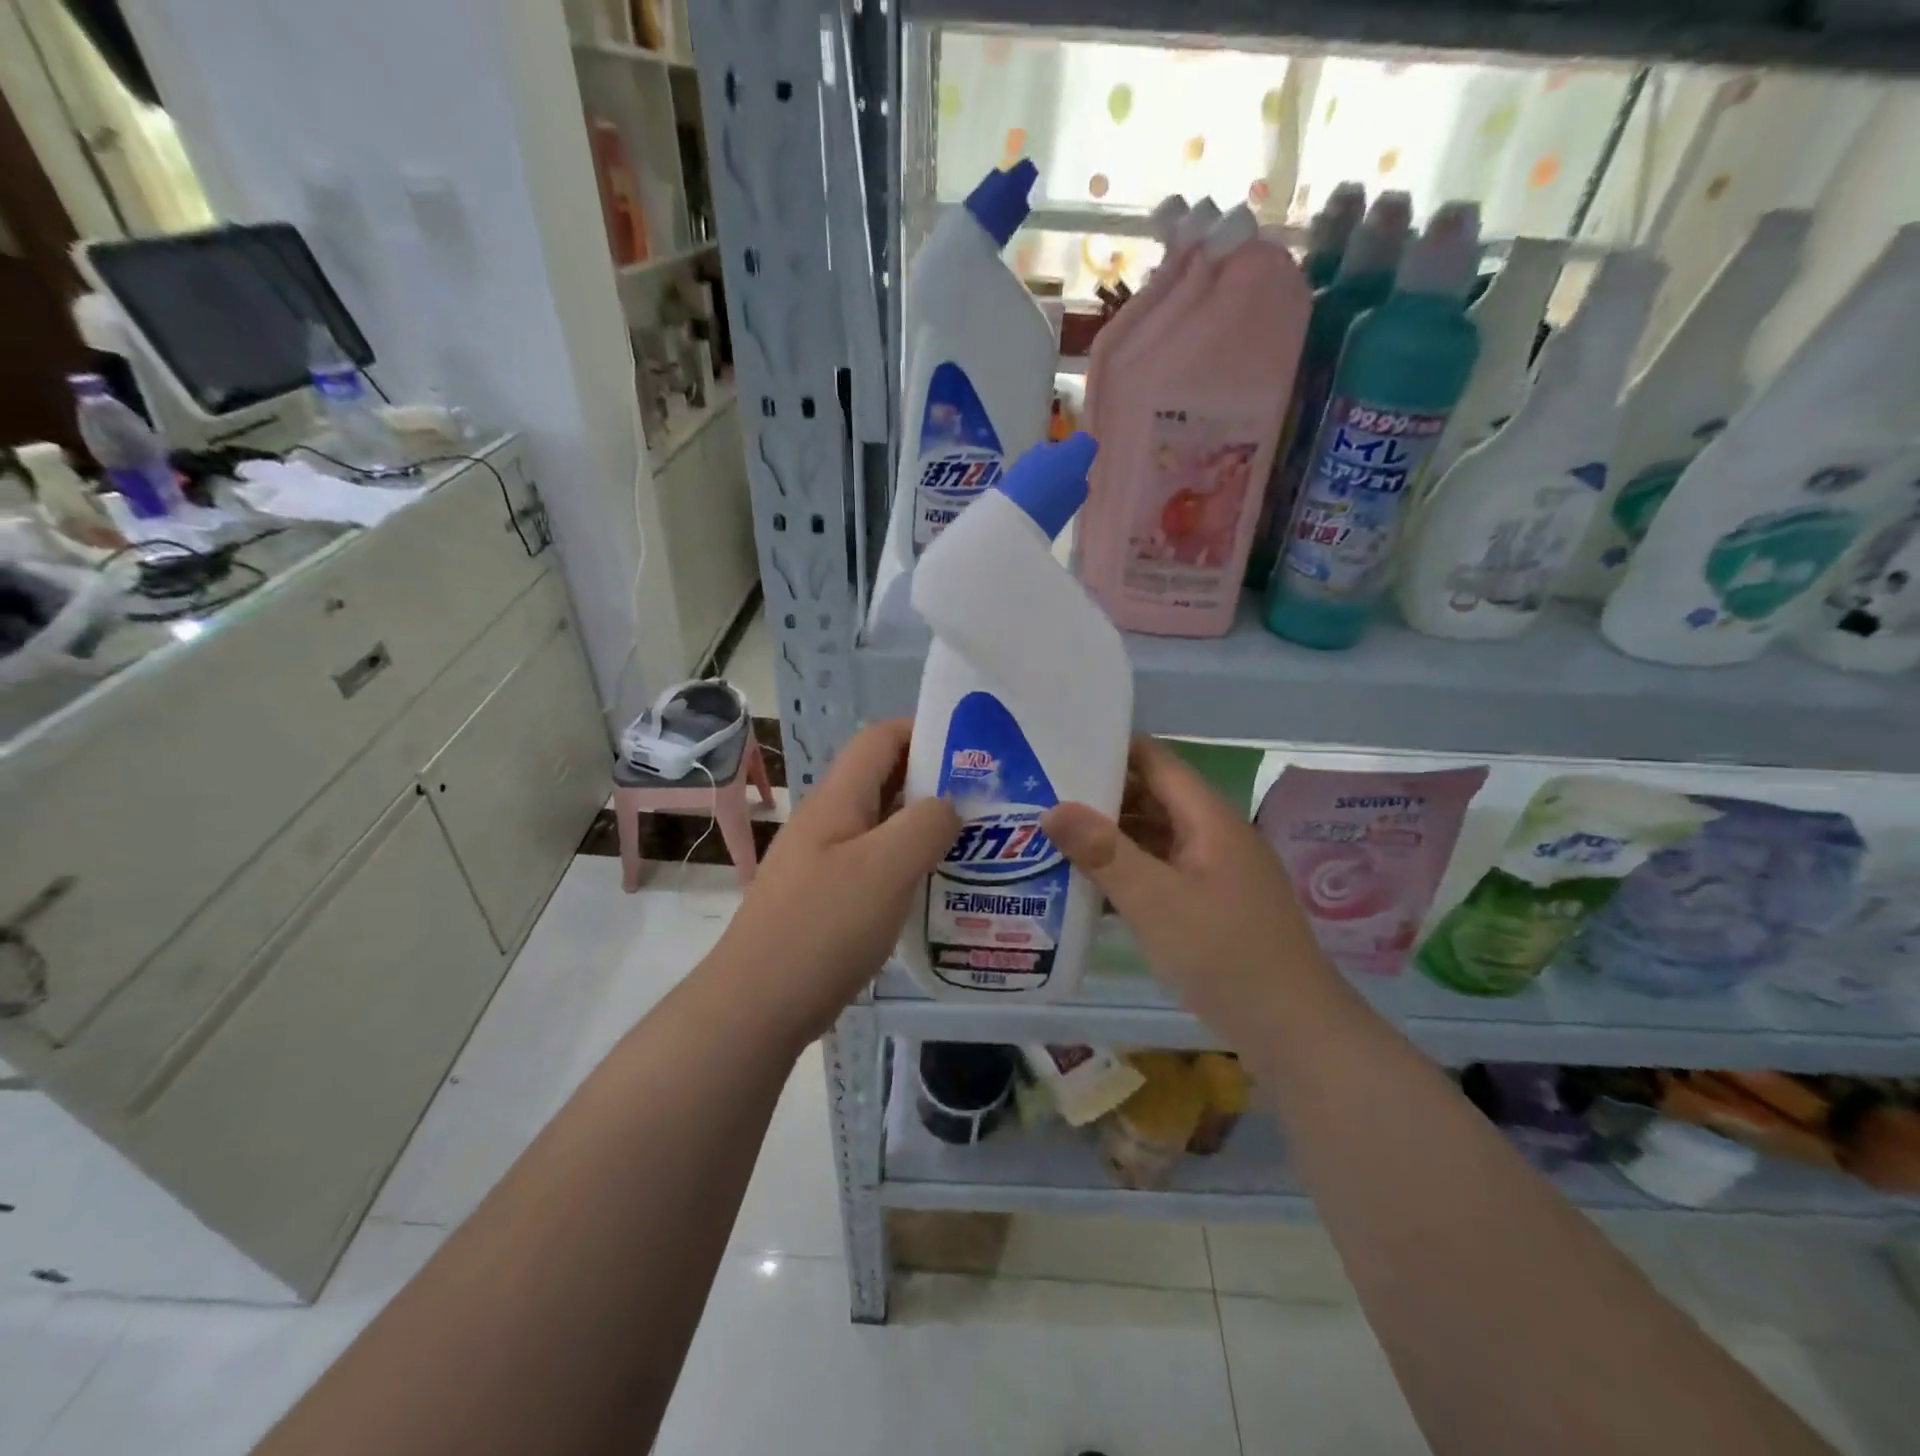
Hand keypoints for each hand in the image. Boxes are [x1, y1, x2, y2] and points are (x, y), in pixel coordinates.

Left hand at [712, 719, 959, 1039]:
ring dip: (925, 829)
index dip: (924, 731)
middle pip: (885, 781)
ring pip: (884, 828)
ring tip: (975, 846)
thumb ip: (926, 825)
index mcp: (838, 799)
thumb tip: (949, 806)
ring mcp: (825, 862)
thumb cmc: (823, 927)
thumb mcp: (886, 868)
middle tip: (987, 803)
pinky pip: (876, 867)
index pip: (881, 738)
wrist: (757, 1005)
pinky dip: (909, 867)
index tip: (974, 751)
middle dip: (935, 783)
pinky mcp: (827, 900)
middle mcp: (829, 822)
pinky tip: (938, 890)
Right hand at [1040, 738, 1332, 1033]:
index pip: (1157, 762)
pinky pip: (1163, 873)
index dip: (1112, 749)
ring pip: (1156, 839)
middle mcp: (1214, 836)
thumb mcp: (1154, 901)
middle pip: (1154, 799)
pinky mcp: (1212, 906)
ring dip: (1112, 838)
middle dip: (1102, 797)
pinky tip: (1090, 887)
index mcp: (1209, 819)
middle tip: (1044, 796)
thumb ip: (1103, 852)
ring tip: (1055, 838)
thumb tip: (1052, 808)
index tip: (1062, 749)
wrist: (1293, 1029)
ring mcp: (1216, 872)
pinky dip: (1129, 872)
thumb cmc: (1223, 954)